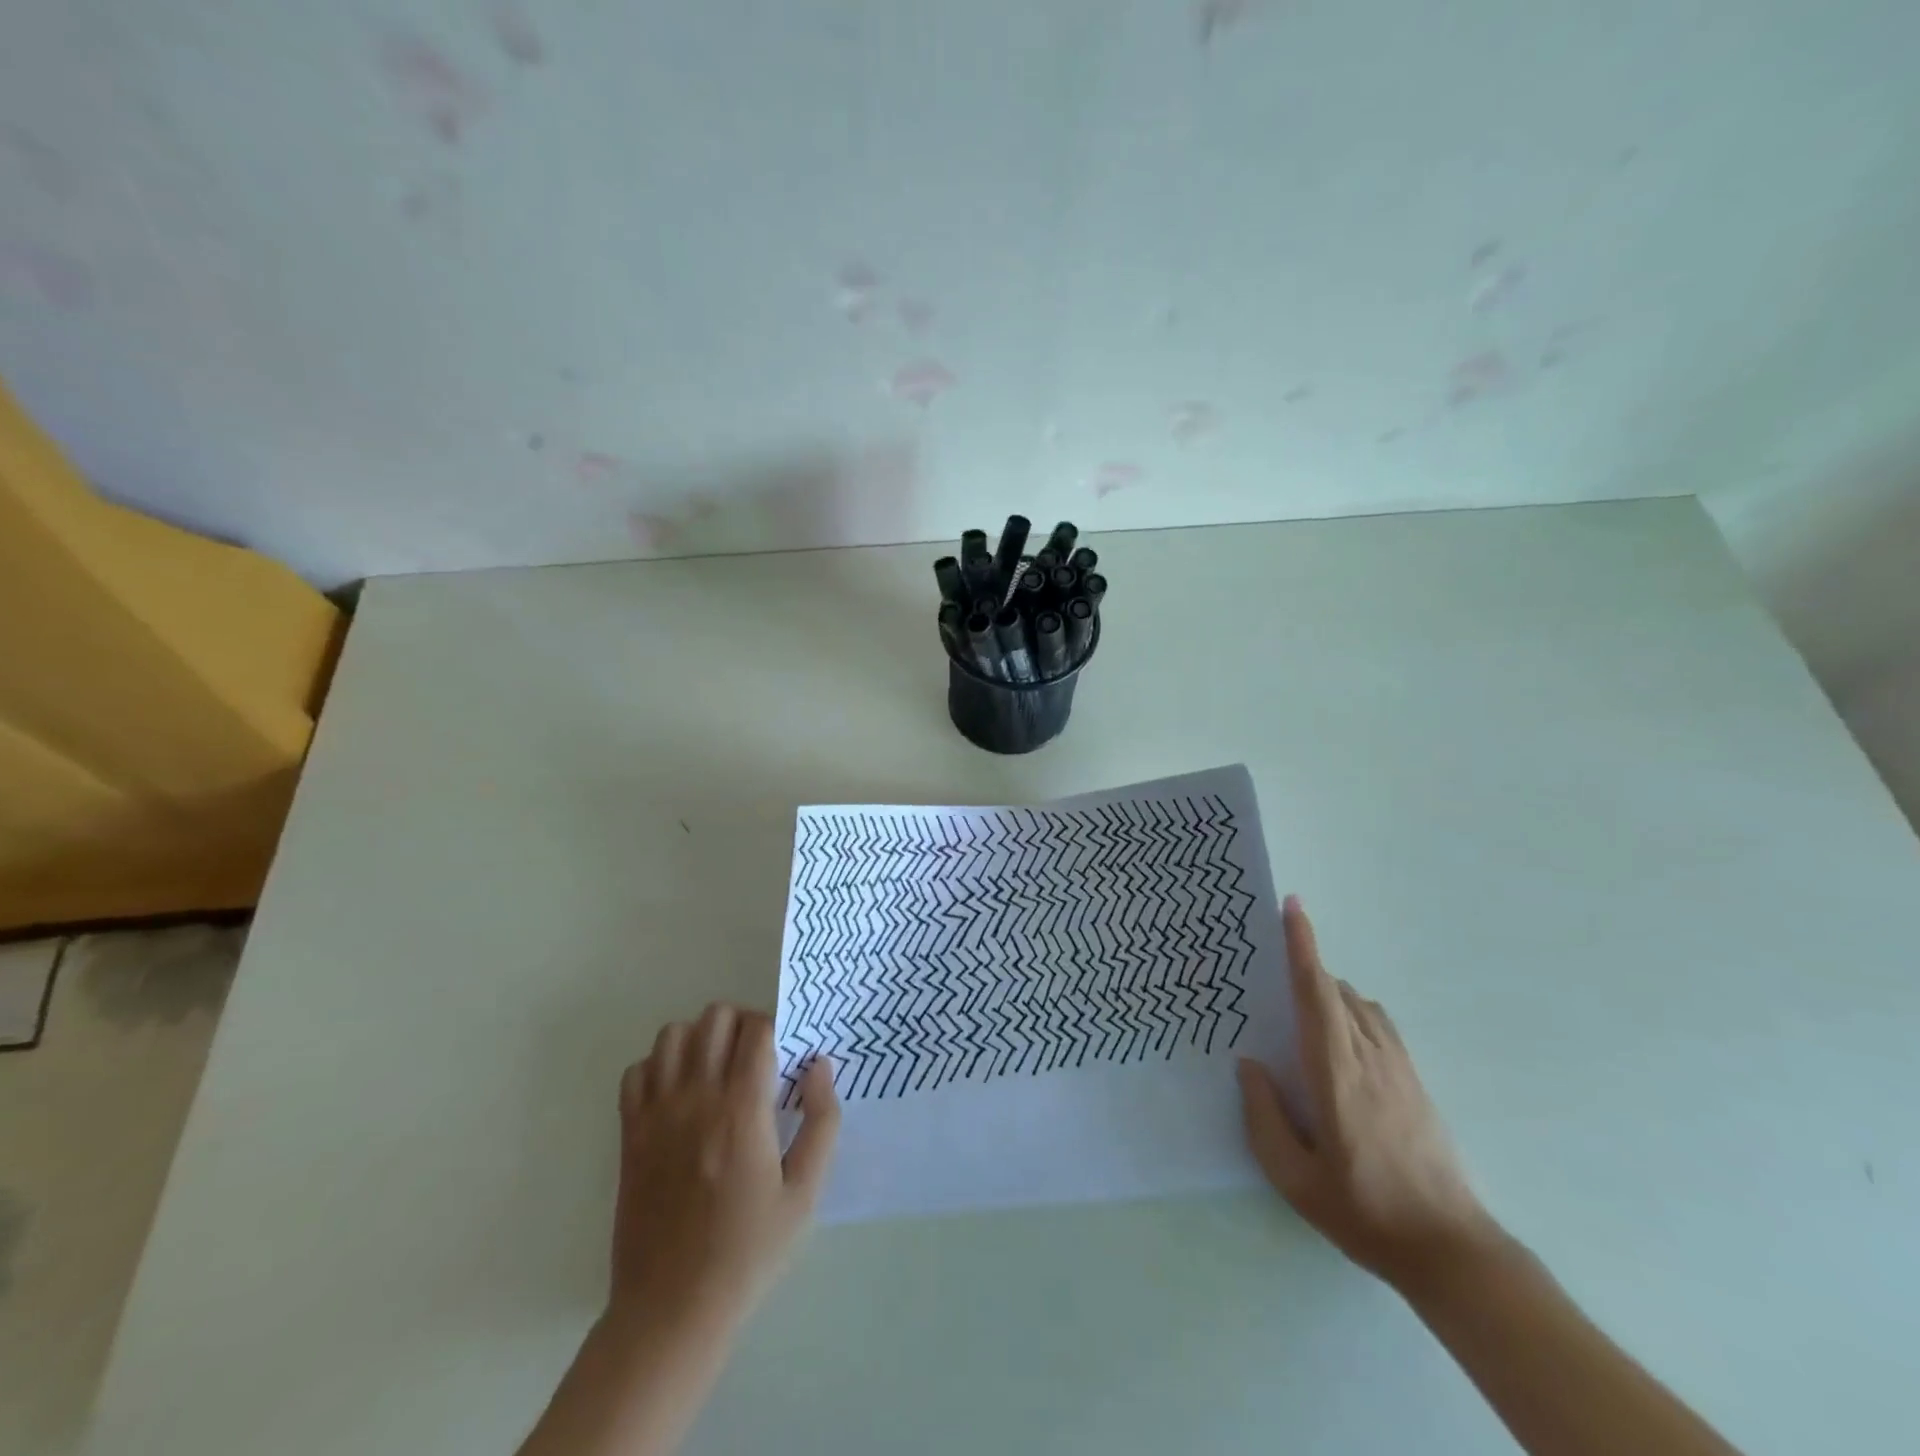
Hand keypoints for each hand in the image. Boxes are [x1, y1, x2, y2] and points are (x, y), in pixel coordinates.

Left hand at [609, 1003, 839, 1334]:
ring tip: (715, 1069)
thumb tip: (819, 1066)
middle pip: (715, 1017)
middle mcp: (697, 1098)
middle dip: (741, 1024)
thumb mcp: (806, 1193)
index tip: (783, 1056)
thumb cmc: (748, 1252)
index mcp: (743, 1110)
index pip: (757, 1029)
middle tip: (754, 1058)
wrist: (671, 1309)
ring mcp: (657, 1114)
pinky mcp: (630, 1133)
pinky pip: (637, 1070)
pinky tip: (678, 1093)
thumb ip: (822, 1121)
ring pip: (673, 1033)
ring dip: (699, 1039)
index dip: (775, 1029)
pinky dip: (659, 1066)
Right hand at [1238, 897, 1498, 1292]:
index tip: (1293, 906)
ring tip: (1301, 1012)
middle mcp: (1370, 1057)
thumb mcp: (1294, 1178)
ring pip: (1360, 1004)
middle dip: (1305, 969)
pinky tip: (1340, 1041)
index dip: (1303, 946)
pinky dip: (1353, 1011)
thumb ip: (1264, 1116)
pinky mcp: (1416, 1081)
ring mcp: (1400, 1067)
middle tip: (1271, 971)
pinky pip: (1379, 1024)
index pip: (1317, 994)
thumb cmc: (1364, 1211)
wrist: (1450, 1249)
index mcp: (1337, 1073)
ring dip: (1329, 992)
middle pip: (1336, 991)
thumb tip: (1250, 1064)